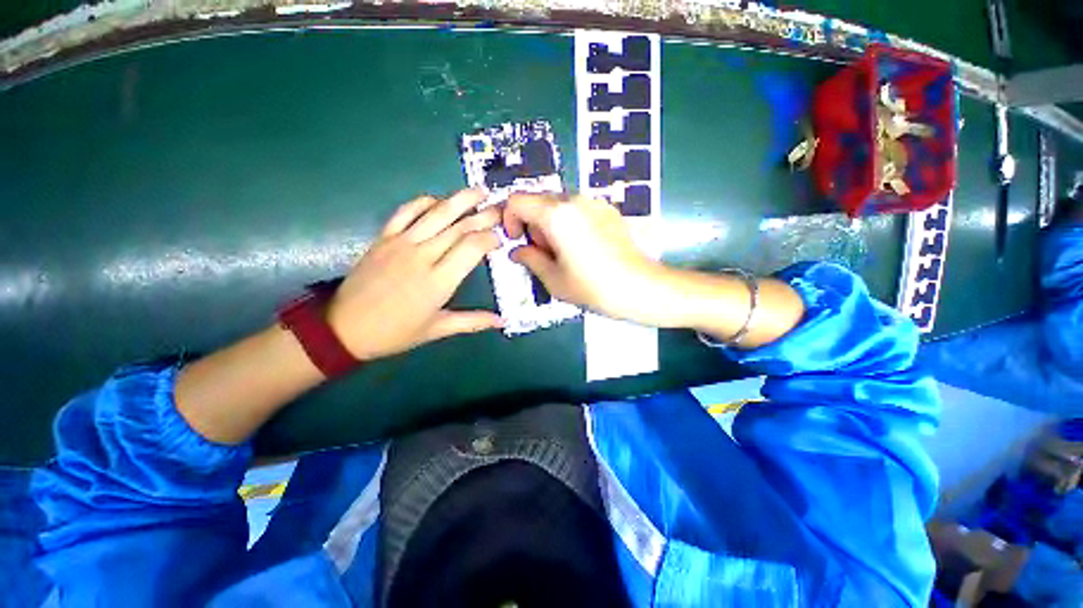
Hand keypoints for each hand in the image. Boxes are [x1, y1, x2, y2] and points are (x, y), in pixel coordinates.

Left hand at [327, 190, 501, 360]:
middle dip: (484, 215)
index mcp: (439, 281)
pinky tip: (438, 200)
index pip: (472, 247)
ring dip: (460, 199)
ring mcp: (401, 243)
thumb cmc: (396, 333)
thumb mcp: (437, 329)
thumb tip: (502, 321)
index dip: (490, 238)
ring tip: (479, 190)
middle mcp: (423, 255)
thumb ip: (473, 322)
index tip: (500, 238)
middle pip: (459, 227)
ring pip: (436, 213)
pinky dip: (424, 202)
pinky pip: (406, 211)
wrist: (344, 328)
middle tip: (500, 208)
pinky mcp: (384, 237)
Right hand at [503, 193, 805, 343]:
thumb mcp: (554, 279)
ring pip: (558, 205)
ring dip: (550, 224)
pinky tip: (582, 248)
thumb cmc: (593, 286)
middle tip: (542, 252)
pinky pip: (578, 209)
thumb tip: (517, 250)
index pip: (517, 200)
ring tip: (563, 253)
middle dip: (532, 224)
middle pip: (539, 201)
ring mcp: (595, 202)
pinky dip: (569, 223)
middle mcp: (574, 199)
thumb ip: (530, 259)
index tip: (518, 240)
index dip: (509, 218)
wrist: (640, 287)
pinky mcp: (608, 210)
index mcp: (556, 215)